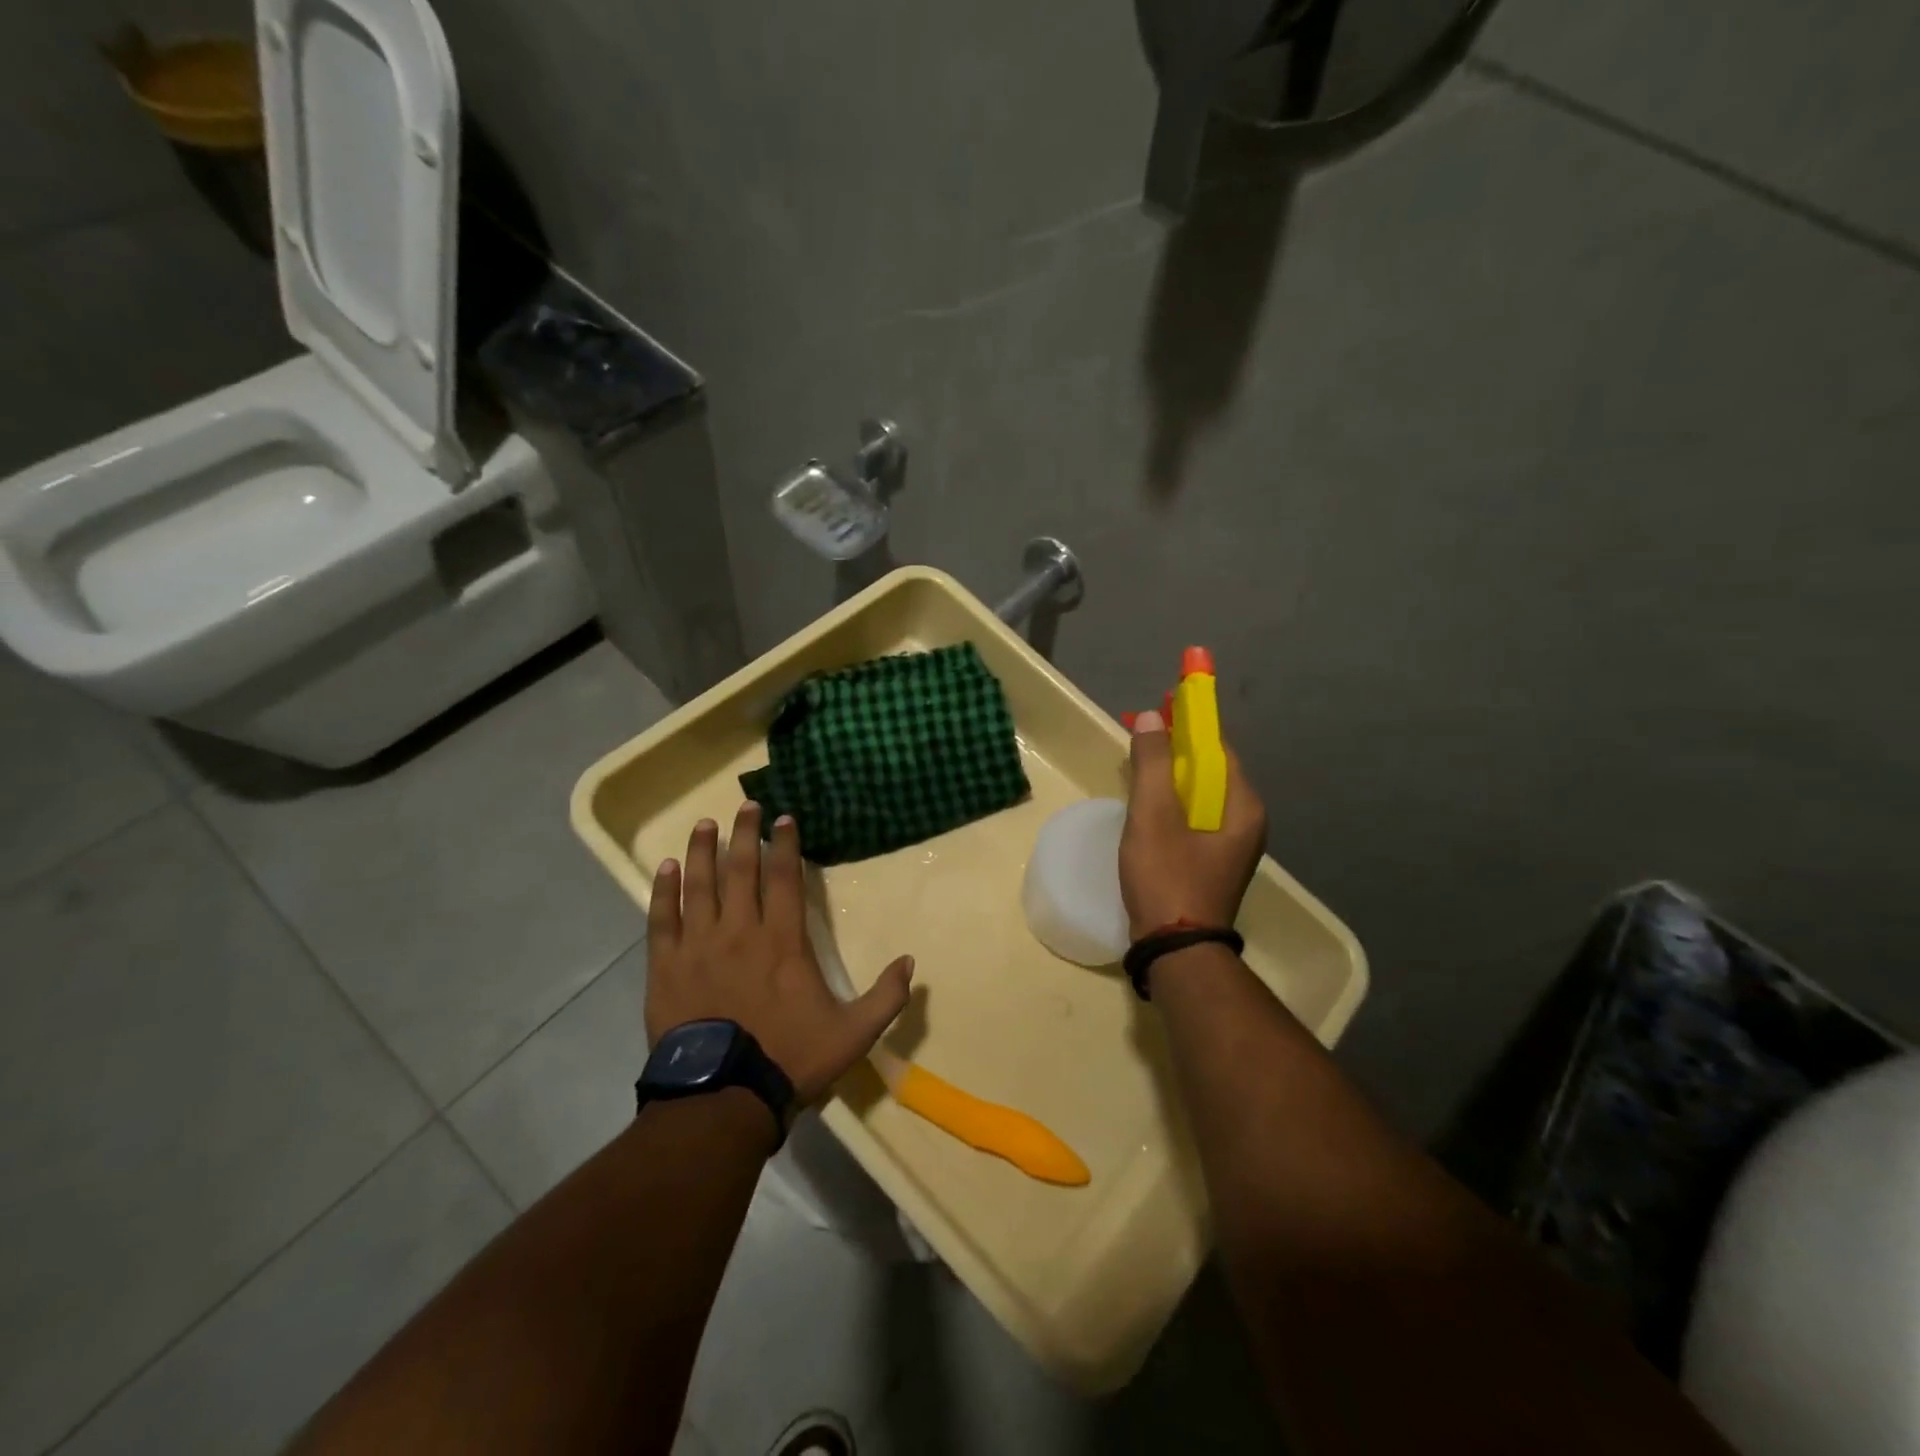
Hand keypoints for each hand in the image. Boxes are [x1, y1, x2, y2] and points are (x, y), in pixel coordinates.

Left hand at [646, 803, 914, 1105]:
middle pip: (740, 869)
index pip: (783, 878)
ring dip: (703, 851)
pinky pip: (662, 918)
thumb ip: (886, 997)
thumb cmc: (789, 1059)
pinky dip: (664, 890)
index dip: (785, 844)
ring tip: (704, 824)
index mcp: (782, 941)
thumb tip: (910, 961)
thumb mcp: (853, 1034)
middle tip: (747, 805)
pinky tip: (665, 867)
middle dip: (745, 833)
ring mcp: (698, 946)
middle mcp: (739, 931)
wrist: (722, 1098)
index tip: (784, 818)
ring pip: (699, 885)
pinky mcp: (666, 966)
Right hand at [1120, 710, 1266, 938]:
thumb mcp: (1154, 816)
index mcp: (1242, 806)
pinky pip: (1191, 816)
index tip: (1163, 700)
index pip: (1218, 747)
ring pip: (1198, 794)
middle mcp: (1244, 822)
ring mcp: (1228, 846)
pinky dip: (1170, 800)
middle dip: (1176, 745)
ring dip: (1170, 772)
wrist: (1175, 950)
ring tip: (1138, 757)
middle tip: (1142, 727)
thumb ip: (1152, 763)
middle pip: (1208, 769)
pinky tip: (1146, 799)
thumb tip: (1153, 718)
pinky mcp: (1210, 862)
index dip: (1190, 721)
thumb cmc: (1167, 877)